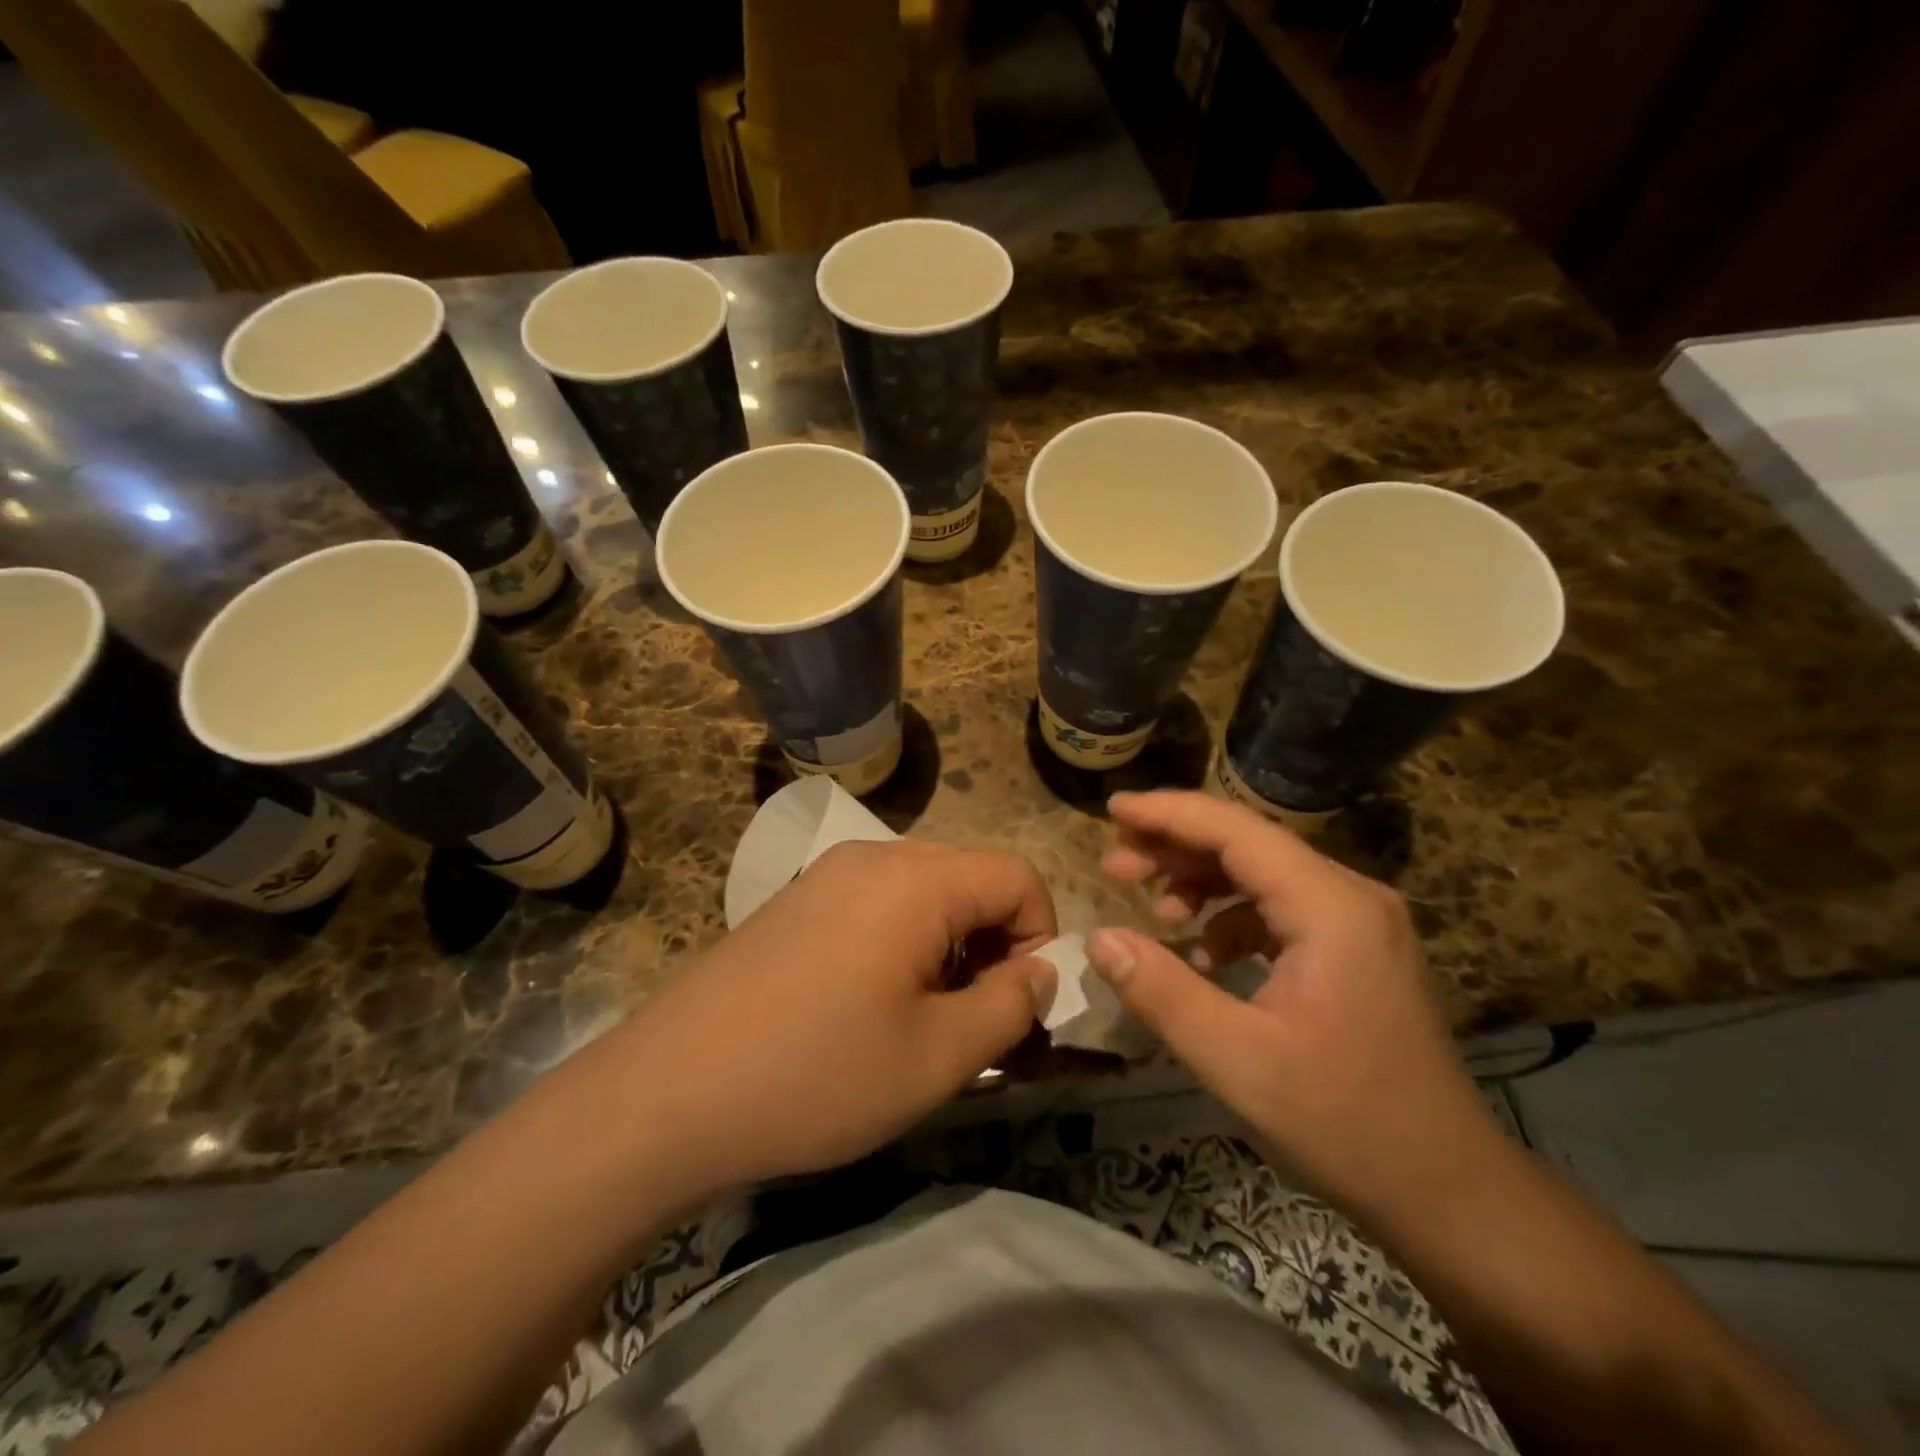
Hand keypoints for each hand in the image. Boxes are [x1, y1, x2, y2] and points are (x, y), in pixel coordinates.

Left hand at [618, 839, 1056, 1201]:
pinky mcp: (797, 900)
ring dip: (949, 943)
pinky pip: (877, 900)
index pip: (1016, 877)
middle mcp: (873, 856)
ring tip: (924, 1014)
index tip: (1021, 1006)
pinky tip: (869, 1000)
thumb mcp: (937, 1057)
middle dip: (994, 942)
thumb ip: (1010, 1006)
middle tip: (977, 1017)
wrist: (667, 1093)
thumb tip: (1040, 972)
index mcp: (915, 880)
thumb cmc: (816, 1075)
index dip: (1041, 936)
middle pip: (971, 878)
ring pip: (925, 890)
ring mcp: (827, 874)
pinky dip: (903, 939)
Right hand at [1086, 791, 1494, 1213]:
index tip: (1112, 807)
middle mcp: (1350, 897)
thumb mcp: (1236, 1062)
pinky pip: (1282, 909)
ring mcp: (1359, 923)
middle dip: (1176, 848)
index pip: (1236, 830)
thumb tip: (1098, 938)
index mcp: (1330, 908)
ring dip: (1202, 882)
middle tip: (1114, 865)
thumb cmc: (1345, 1124)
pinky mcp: (1357, 950)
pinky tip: (1203, 953)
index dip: (1168, 813)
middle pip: (1249, 844)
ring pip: (1264, 874)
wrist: (1451, 1192)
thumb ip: (1161, 992)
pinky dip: (1232, 917)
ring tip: (1152, 909)